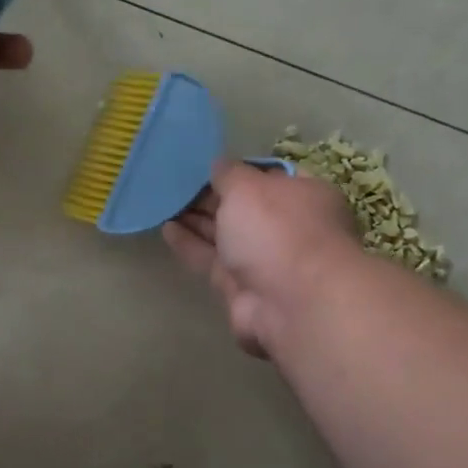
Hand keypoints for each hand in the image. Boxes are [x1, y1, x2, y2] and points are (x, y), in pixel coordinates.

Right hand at [163, 159, 361, 356]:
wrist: (291, 303)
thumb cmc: (277, 230)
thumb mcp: (248, 187)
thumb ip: (229, 173)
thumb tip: (219, 165)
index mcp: (303, 195)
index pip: (268, 175)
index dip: (238, 169)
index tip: (206, 164)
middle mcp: (287, 226)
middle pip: (244, 207)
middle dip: (212, 196)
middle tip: (175, 182)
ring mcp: (265, 259)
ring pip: (225, 234)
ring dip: (197, 219)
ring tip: (164, 202)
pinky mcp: (241, 287)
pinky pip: (211, 260)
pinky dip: (190, 244)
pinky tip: (166, 228)